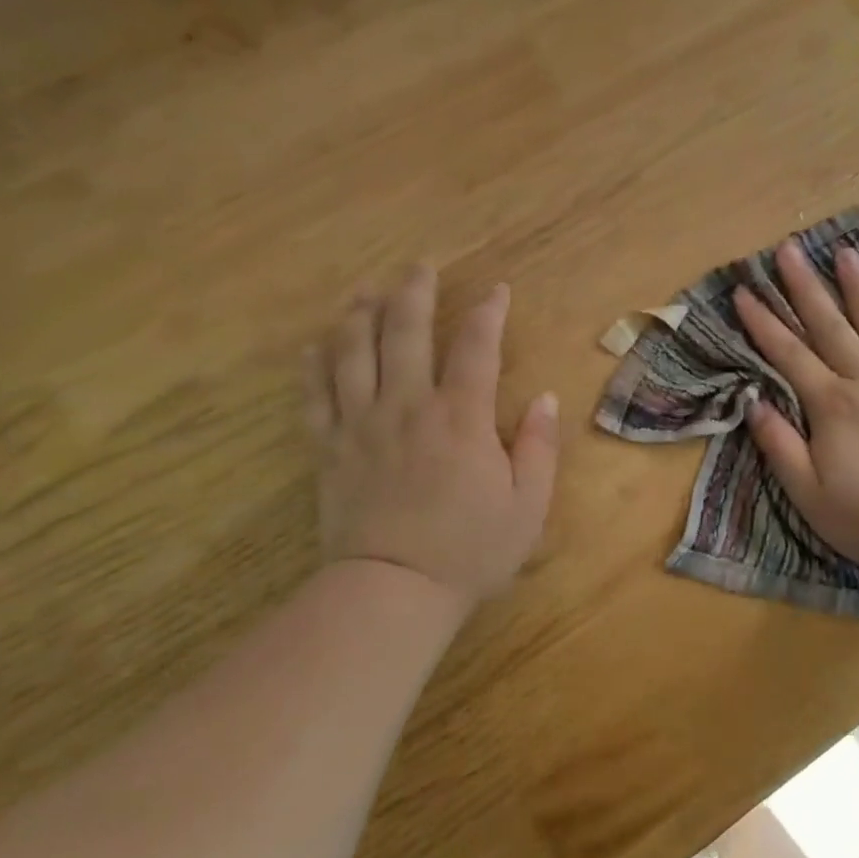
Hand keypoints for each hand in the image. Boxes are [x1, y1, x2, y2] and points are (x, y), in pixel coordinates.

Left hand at [304, 265, 559, 609]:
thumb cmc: (470, 550)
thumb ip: (538, 447)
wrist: (393, 591)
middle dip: (414, 291)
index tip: (496, 290)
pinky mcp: (330, 448)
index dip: (488, 312)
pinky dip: (314, 365)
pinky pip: (315, 395)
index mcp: (461, 418)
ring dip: (359, 313)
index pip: (476, 347)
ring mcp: (362, 423)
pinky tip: (316, 345)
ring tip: (365, 289)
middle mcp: (408, 406)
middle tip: (419, 265)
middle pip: (405, 331)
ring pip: (353, 351)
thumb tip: (544, 398)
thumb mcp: (527, 505)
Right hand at [733, 242, 858, 571]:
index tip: (743, 291)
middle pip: (830, 326)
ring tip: (844, 252)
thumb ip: (779, 444)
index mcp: (831, 405)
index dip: (763, 322)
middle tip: (787, 248)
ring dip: (858, 287)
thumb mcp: (807, 493)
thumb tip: (752, 401)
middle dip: (804, 286)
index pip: (788, 354)